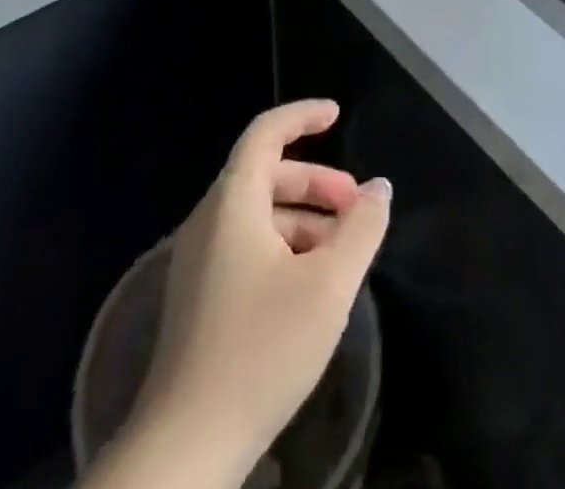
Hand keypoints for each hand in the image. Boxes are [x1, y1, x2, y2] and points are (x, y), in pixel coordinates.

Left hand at [118, 100, 390, 486]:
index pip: (265, 133)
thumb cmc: (261, 350)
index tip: (337, 115)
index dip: (302, 116)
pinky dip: (284, 245)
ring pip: (259, 214)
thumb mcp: (329, 285)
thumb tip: (379, 188)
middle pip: (266, 175)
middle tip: (356, 205)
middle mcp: (209, 222)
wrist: (185, 449)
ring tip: (343, 250)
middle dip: (316, 181)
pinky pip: (247, 245)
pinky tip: (311, 284)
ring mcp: (199, 262)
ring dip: (304, 217)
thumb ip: (361, 228)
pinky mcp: (200, 298)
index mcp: (232, 204)